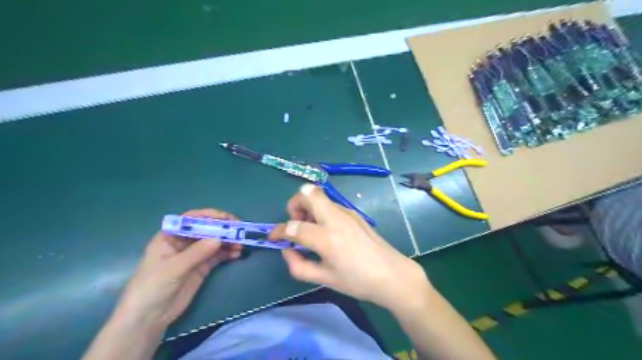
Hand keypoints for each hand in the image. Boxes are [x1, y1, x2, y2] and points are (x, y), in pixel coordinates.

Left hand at [112, 207, 242, 328]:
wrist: (147, 319)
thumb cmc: (152, 288)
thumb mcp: (173, 268)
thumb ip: (196, 253)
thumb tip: (219, 238)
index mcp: (170, 237)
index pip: (191, 219)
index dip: (209, 216)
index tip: (226, 218)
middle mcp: (183, 242)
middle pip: (206, 229)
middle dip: (222, 229)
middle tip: (239, 230)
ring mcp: (193, 255)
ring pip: (214, 242)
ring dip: (228, 241)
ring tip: (241, 244)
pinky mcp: (201, 267)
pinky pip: (217, 256)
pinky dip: (228, 253)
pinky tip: (237, 253)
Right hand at [270, 184, 430, 309]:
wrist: (392, 274)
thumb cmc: (358, 281)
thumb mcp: (324, 279)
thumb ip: (298, 265)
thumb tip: (287, 249)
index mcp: (327, 238)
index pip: (294, 226)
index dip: (278, 231)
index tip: (274, 238)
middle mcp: (336, 218)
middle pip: (308, 192)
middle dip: (294, 205)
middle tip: (296, 224)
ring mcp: (347, 212)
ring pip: (319, 196)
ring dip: (308, 208)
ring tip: (311, 231)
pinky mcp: (354, 213)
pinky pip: (330, 205)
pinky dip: (320, 212)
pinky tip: (327, 232)